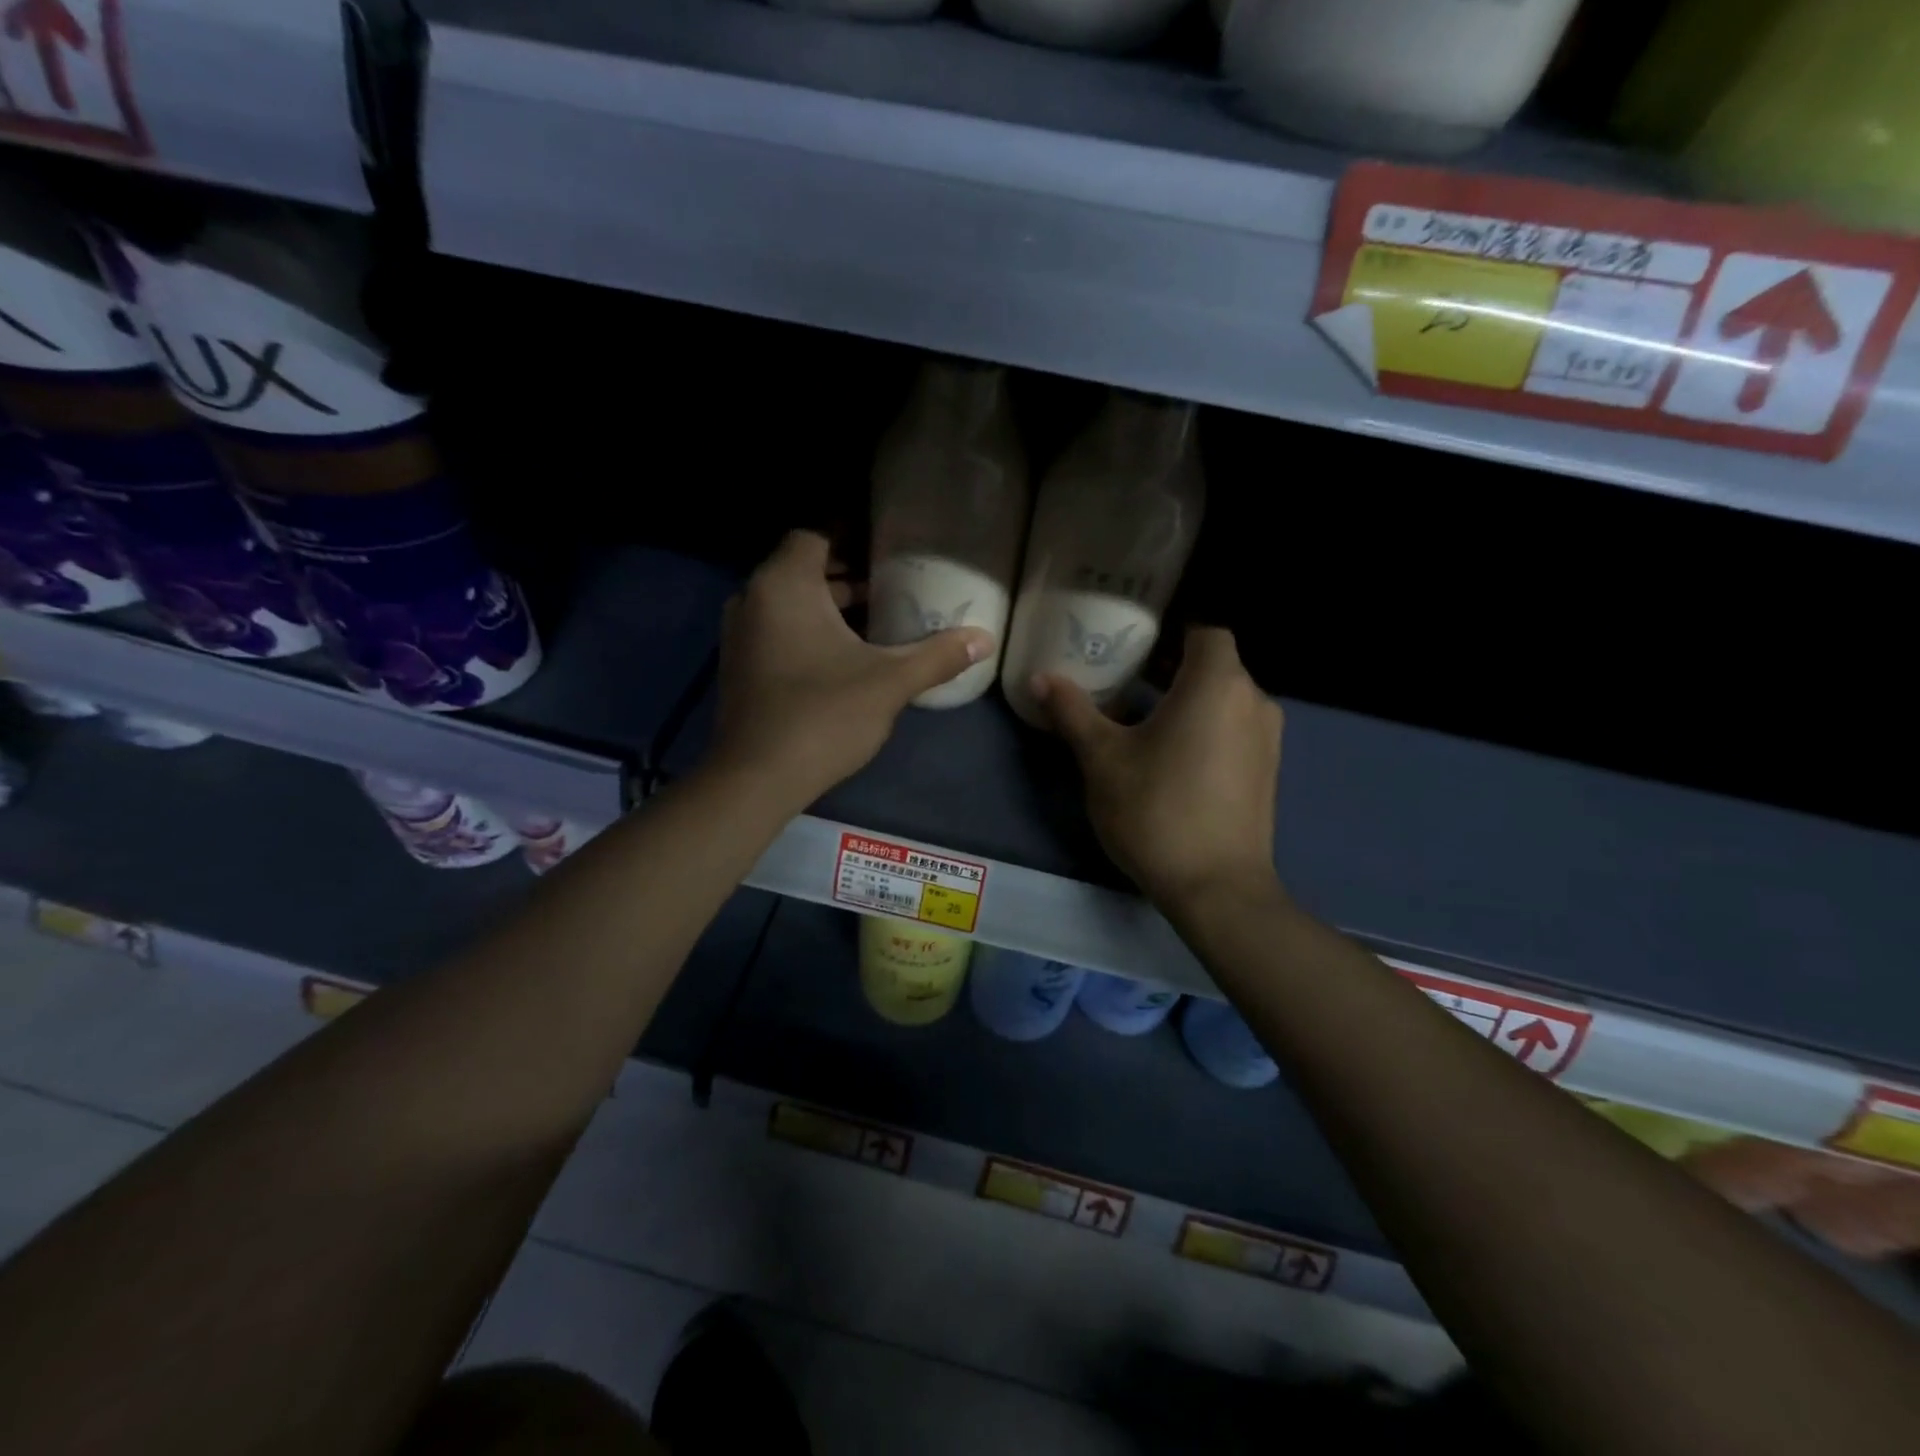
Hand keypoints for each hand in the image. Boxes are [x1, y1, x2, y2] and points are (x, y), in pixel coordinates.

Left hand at [707, 531, 991, 812]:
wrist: (757, 778)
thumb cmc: (823, 715)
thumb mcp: (890, 682)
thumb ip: (937, 655)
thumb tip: (985, 639)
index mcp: (784, 586)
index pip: (814, 536)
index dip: (850, 537)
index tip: (887, 549)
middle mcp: (752, 599)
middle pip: (801, 569)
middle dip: (845, 575)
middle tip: (891, 585)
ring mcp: (739, 635)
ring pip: (788, 602)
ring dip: (827, 606)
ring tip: (876, 620)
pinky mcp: (739, 666)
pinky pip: (776, 629)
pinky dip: (806, 630)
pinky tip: (843, 657)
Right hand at [1035, 627, 1283, 912]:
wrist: (1216, 888)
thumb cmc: (1156, 810)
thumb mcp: (1103, 758)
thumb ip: (1073, 711)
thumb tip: (1040, 677)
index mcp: (1217, 684)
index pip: (1205, 631)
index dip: (1172, 631)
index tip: (1137, 642)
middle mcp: (1253, 700)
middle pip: (1216, 664)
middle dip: (1173, 666)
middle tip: (1126, 676)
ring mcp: (1267, 738)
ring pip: (1226, 698)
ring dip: (1190, 699)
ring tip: (1144, 716)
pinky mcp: (1268, 771)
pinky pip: (1236, 728)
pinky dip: (1208, 726)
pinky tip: (1174, 755)